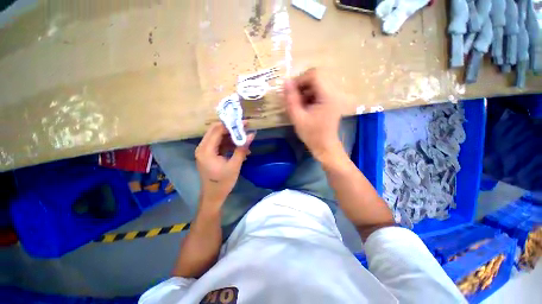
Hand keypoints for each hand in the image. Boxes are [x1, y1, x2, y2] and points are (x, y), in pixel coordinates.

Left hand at [195, 122, 254, 207]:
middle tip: (245, 128)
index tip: (244, 123)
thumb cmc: (223, 183)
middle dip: (231, 128)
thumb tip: (251, 135)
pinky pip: (219, 144)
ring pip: (218, 137)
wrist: (213, 196)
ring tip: (244, 140)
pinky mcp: (209, 154)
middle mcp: (202, 147)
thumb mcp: (234, 165)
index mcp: (206, 150)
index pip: (217, 130)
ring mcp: (205, 151)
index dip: (231, 125)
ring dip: (231, 137)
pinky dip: (229, 144)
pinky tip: (240, 148)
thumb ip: (242, 149)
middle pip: (216, 131)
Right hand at [283, 68, 342, 160]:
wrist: (324, 145)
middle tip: (293, 97)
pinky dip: (309, 95)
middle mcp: (334, 92)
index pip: (314, 75)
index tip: (290, 91)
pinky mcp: (331, 100)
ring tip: (298, 104)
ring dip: (304, 90)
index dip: (299, 79)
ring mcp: (334, 96)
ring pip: (316, 83)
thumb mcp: (297, 117)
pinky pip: (318, 90)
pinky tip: (304, 106)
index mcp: (328, 96)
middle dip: (301, 85)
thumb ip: (291, 99)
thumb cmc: (311, 134)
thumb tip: (285, 82)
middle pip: (316, 77)